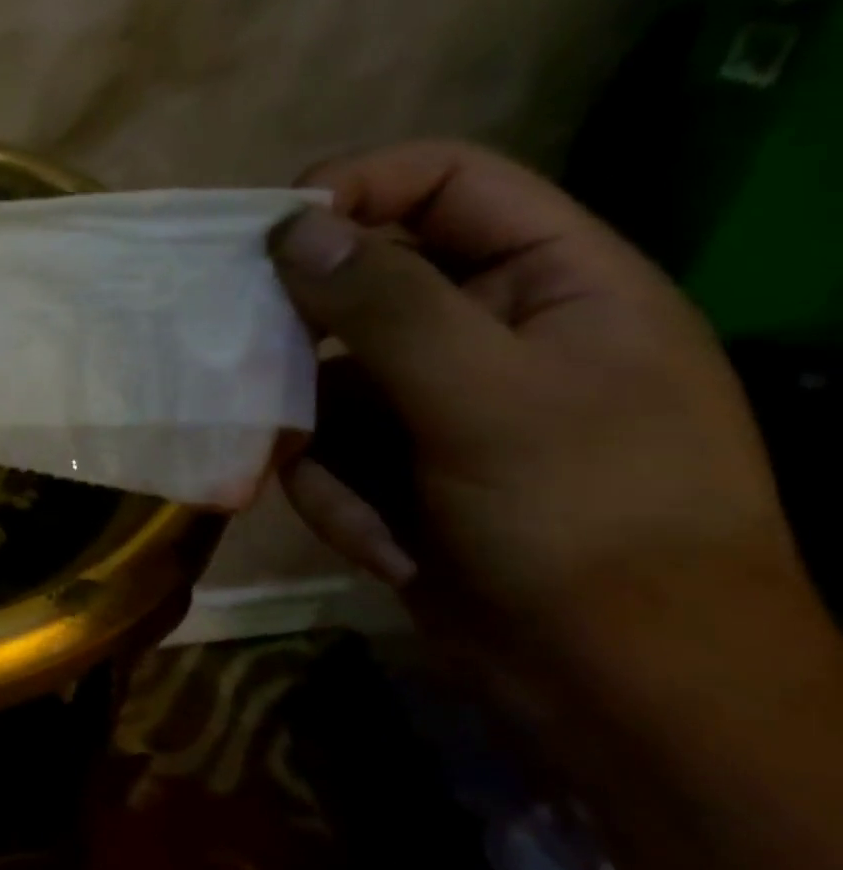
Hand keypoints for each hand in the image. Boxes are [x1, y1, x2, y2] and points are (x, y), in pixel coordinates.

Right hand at [267, 141, 812, 718]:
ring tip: (340, 488)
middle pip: (364, 282)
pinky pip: (326, 446)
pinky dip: (334, 492)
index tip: (269, 229)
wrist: (621, 687)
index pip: (446, 182)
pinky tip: (376, 539)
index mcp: (551, 280)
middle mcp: (486, 327)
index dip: (358, 186)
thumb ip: (385, 303)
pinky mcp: (395, 462)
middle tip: (250, 353)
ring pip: (324, 375)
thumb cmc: (585, 520)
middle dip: (306, 330)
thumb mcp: (487, 398)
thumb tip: (290, 226)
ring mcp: (433, 400)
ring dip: (315, 433)